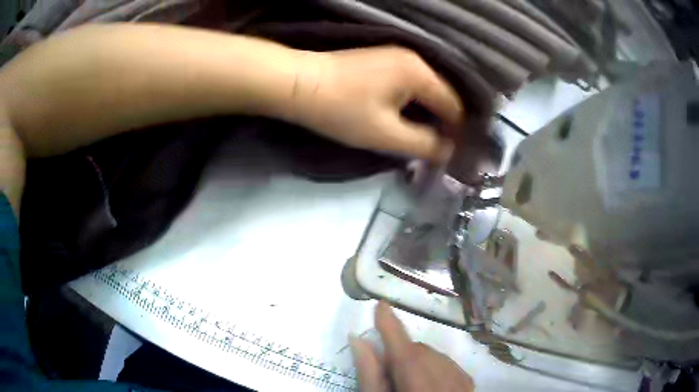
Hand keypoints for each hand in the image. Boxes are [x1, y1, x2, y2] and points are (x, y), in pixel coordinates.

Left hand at [292, 47, 462, 162]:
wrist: (299, 85)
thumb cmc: (342, 110)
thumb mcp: (386, 134)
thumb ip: (424, 144)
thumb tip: (450, 152)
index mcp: (419, 73)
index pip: (454, 105)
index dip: (458, 132)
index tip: (456, 155)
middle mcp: (413, 59)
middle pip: (442, 95)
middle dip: (444, 123)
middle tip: (441, 150)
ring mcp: (396, 56)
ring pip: (425, 90)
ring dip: (428, 114)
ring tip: (427, 139)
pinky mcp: (382, 61)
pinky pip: (410, 84)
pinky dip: (413, 103)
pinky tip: (408, 119)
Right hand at [350, 302, 474, 391]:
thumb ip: (370, 374)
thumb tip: (359, 340)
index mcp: (419, 385)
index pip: (403, 349)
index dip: (390, 325)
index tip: (380, 305)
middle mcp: (446, 380)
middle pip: (418, 352)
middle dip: (399, 355)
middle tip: (387, 374)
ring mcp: (462, 382)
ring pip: (434, 356)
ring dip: (416, 361)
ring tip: (407, 384)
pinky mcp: (469, 384)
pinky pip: (448, 364)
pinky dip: (433, 366)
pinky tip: (427, 384)